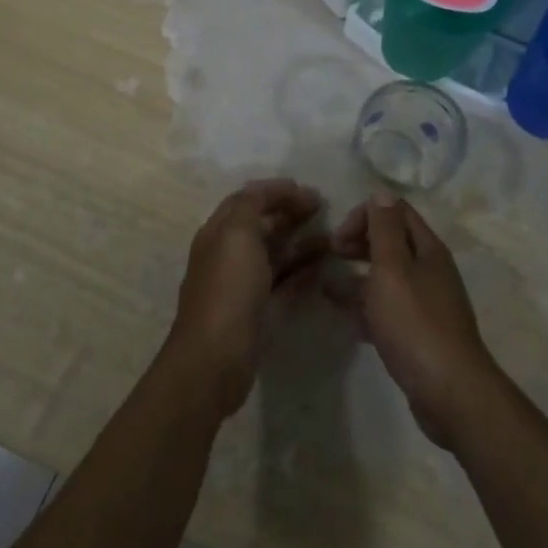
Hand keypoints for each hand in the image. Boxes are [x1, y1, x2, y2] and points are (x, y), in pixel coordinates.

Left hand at [167, 179, 326, 417]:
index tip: (307, 189)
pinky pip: (283, 282)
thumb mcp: (237, 234)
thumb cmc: (228, 289)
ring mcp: (242, 284)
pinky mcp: (257, 310)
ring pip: (274, 253)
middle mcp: (228, 254)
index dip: (275, 191)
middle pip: (262, 224)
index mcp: (219, 232)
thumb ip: (251, 205)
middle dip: (290, 212)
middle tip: (324, 208)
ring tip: (331, 237)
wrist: (215, 358)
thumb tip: (270, 193)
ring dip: (300, 241)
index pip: (247, 199)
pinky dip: (301, 270)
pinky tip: (323, 267)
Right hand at [328, 194, 503, 450]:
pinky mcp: (419, 335)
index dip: (365, 216)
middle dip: (360, 243)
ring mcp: (427, 304)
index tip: (339, 237)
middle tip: (331, 254)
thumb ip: (385, 230)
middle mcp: (430, 271)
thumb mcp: (393, 269)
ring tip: (327, 287)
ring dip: (358, 277)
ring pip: (388, 279)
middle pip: (392, 243)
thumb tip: (382, 193)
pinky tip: (347, 320)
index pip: (396, 212)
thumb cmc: (415, 323)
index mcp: (427, 249)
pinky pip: (389, 311)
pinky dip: (367, 309)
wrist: (450, 392)